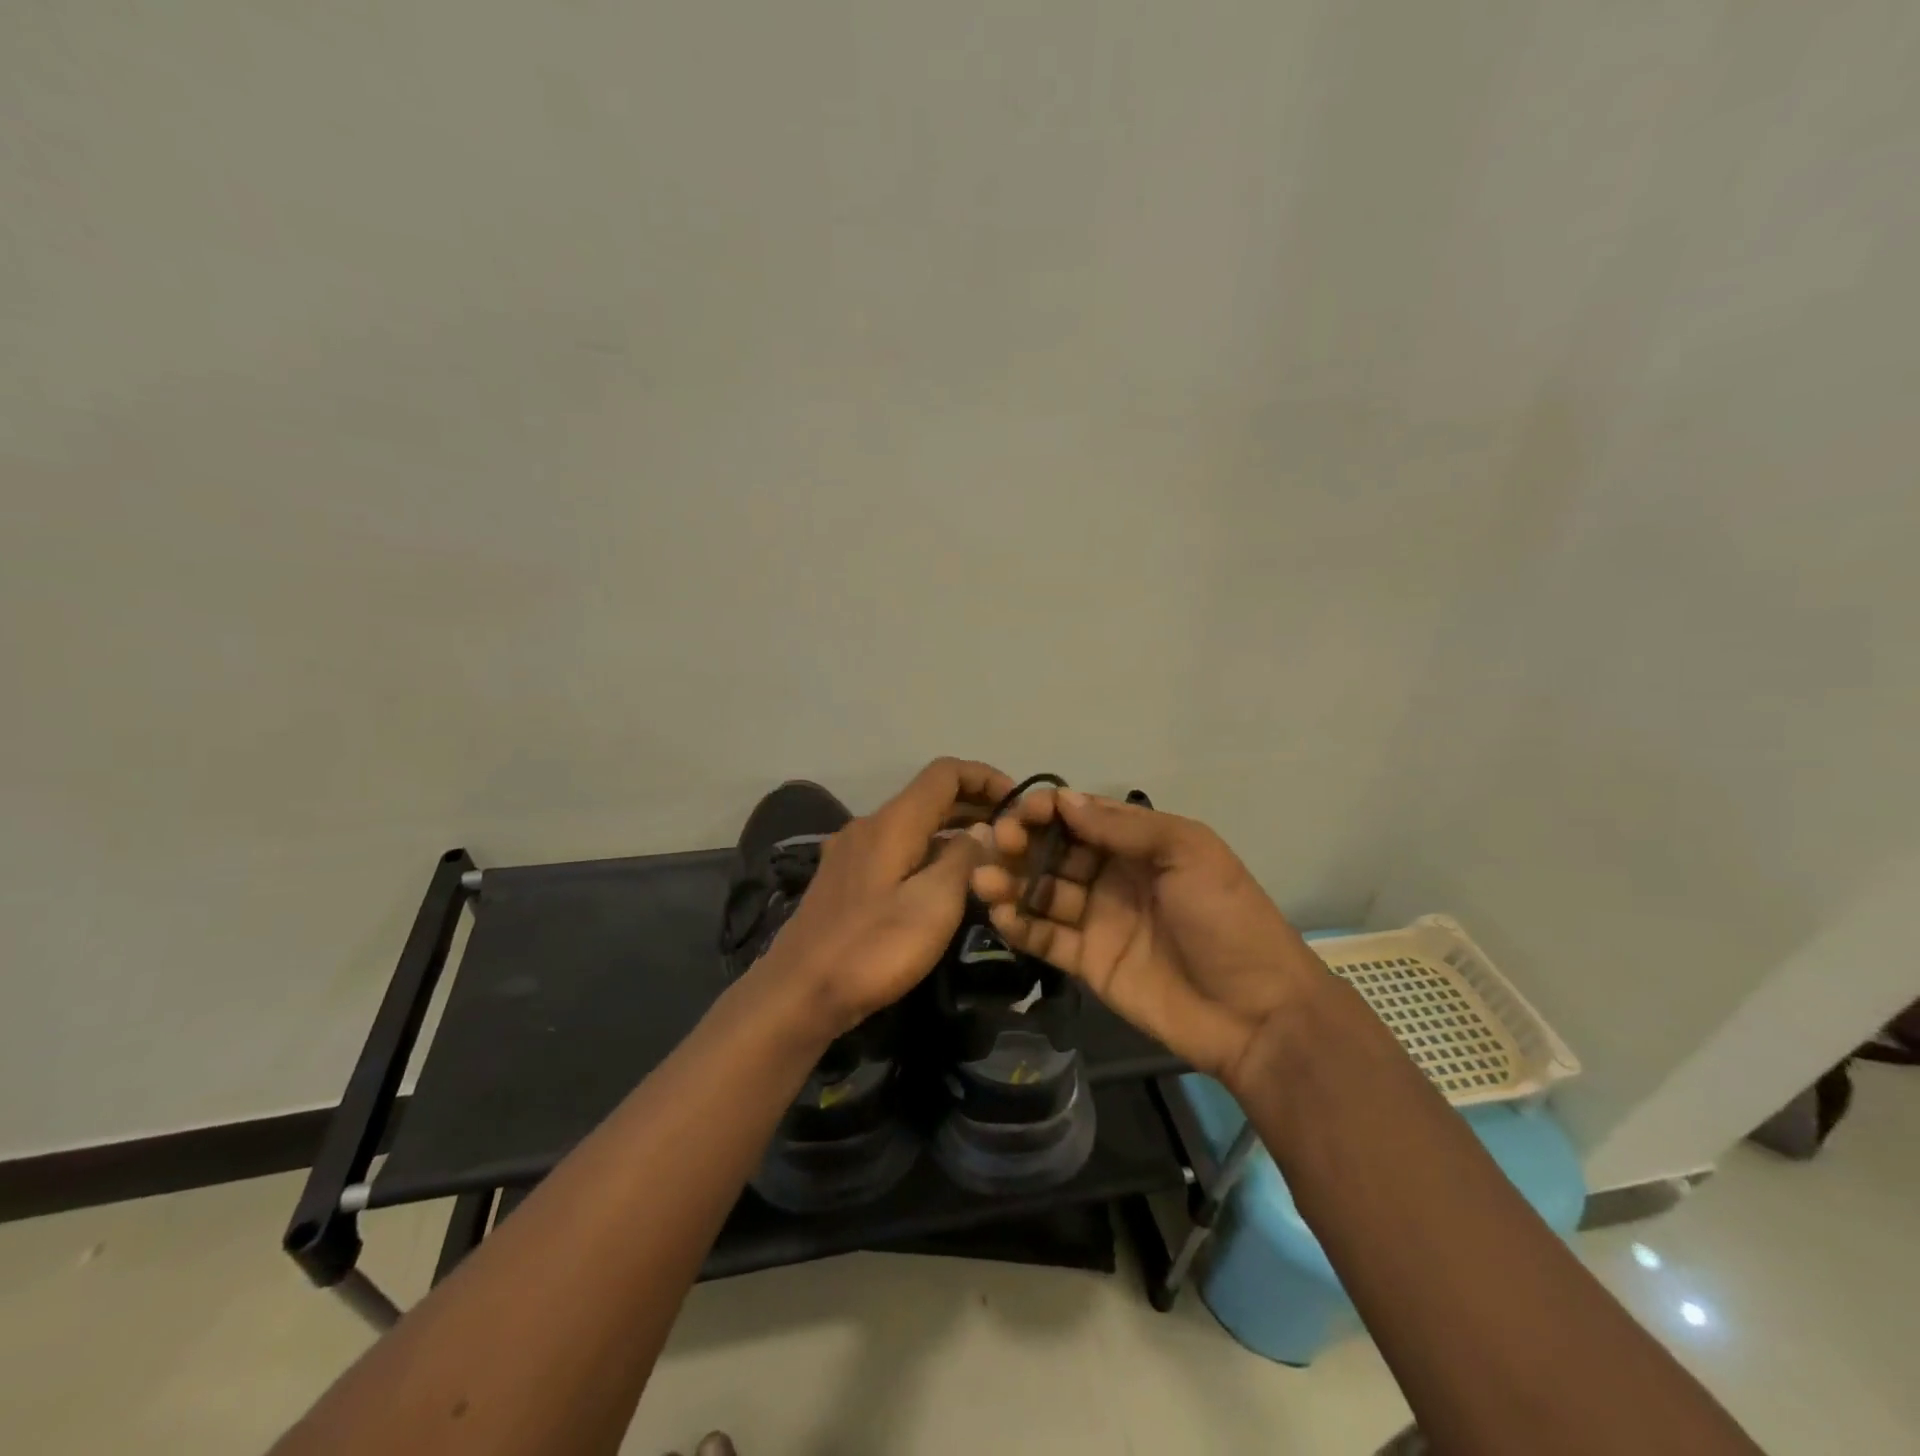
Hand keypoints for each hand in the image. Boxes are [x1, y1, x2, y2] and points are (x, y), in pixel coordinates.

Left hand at [759, 757, 1014, 1035]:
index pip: (945, 772)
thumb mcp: (934, 904)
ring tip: (990, 858)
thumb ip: (964, 858)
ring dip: (953, 831)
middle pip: (929, 797)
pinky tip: (946, 883)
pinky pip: (897, 849)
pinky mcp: (845, 879)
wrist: (799, 993)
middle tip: (1014, 833)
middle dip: (974, 806)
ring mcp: (852, 852)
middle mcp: (870, 825)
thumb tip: (984, 829)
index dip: (985, 777)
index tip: (1019, 802)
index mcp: (893, 822)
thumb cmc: (873, 948)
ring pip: (913, 826)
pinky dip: (928, 853)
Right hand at [970, 788, 1324, 1080]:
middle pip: (1056, 852)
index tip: (1022, 810)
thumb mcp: (1189, 853)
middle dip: (1025, 843)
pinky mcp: (1087, 962)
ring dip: (1011, 881)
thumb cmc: (1226, 920)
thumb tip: (1065, 800)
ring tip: (984, 879)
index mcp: (1141, 845)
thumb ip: (1125, 827)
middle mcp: (1114, 877)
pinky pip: (1045, 937)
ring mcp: (1098, 920)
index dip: (1051, 810)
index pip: (1083, 818)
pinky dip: (1020, 924)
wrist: (1256, 1013)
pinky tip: (1000, 914)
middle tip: (1001, 843)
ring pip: (1043, 892)